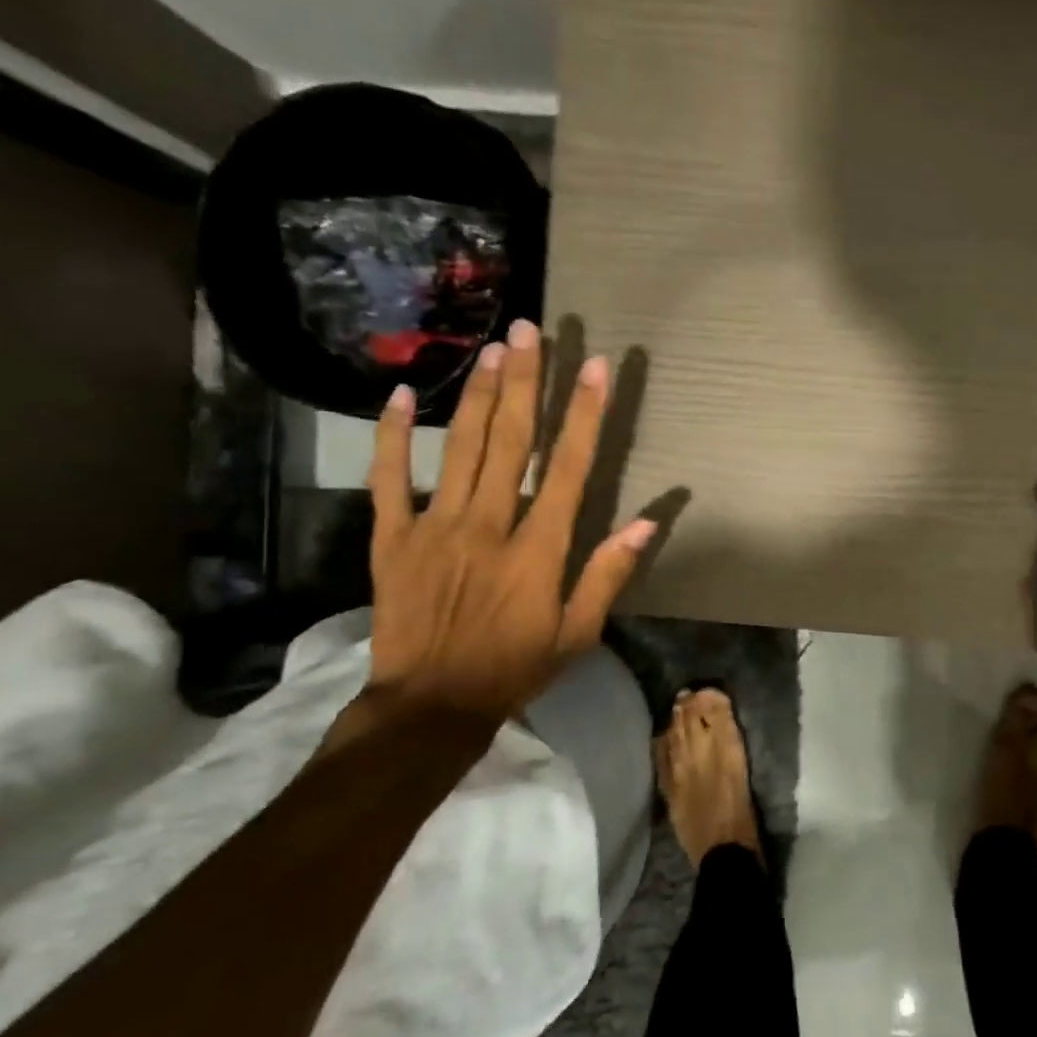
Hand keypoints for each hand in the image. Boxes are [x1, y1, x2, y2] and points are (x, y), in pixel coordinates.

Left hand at [364, 320, 656, 730]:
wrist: (430, 705)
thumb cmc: (514, 668)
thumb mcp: (578, 633)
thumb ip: (608, 574)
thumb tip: (647, 522)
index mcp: (538, 549)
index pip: (568, 468)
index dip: (584, 414)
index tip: (595, 369)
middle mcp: (489, 525)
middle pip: (511, 441)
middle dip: (525, 382)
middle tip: (532, 331)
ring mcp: (436, 527)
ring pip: (460, 448)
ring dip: (477, 394)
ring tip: (492, 349)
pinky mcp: (393, 539)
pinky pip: (390, 480)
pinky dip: (392, 437)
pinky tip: (399, 396)